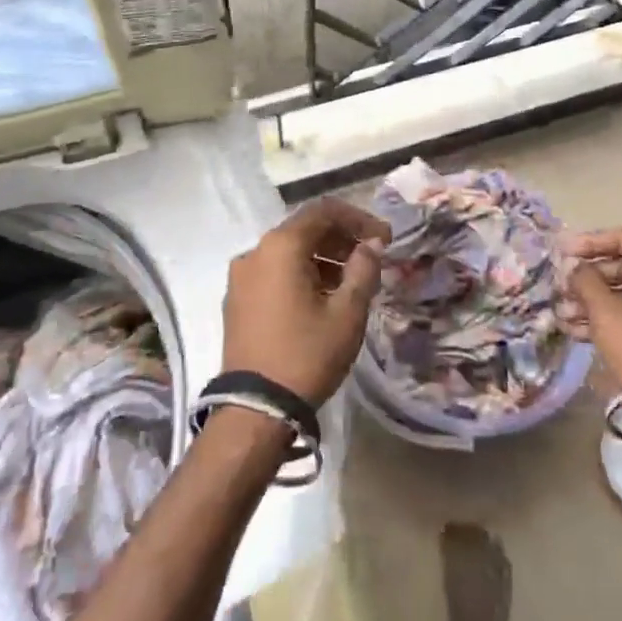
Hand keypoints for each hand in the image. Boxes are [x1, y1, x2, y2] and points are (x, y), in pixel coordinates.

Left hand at [222, 198, 391, 404]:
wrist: (255, 410)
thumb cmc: (307, 354)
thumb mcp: (347, 312)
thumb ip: (363, 269)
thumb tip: (371, 244)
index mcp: (280, 246)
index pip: (324, 211)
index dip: (358, 218)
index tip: (384, 238)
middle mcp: (255, 252)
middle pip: (304, 229)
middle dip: (341, 238)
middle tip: (372, 258)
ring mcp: (241, 277)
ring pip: (288, 252)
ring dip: (323, 257)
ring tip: (352, 282)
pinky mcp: (237, 300)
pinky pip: (274, 272)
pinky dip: (301, 273)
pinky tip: (323, 298)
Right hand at [568, 226, 621, 395]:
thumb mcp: (606, 313)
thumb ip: (586, 281)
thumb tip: (576, 268)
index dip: (591, 242)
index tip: (563, 252)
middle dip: (591, 277)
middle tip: (562, 286)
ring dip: (596, 300)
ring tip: (564, 312)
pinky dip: (612, 318)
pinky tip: (578, 330)